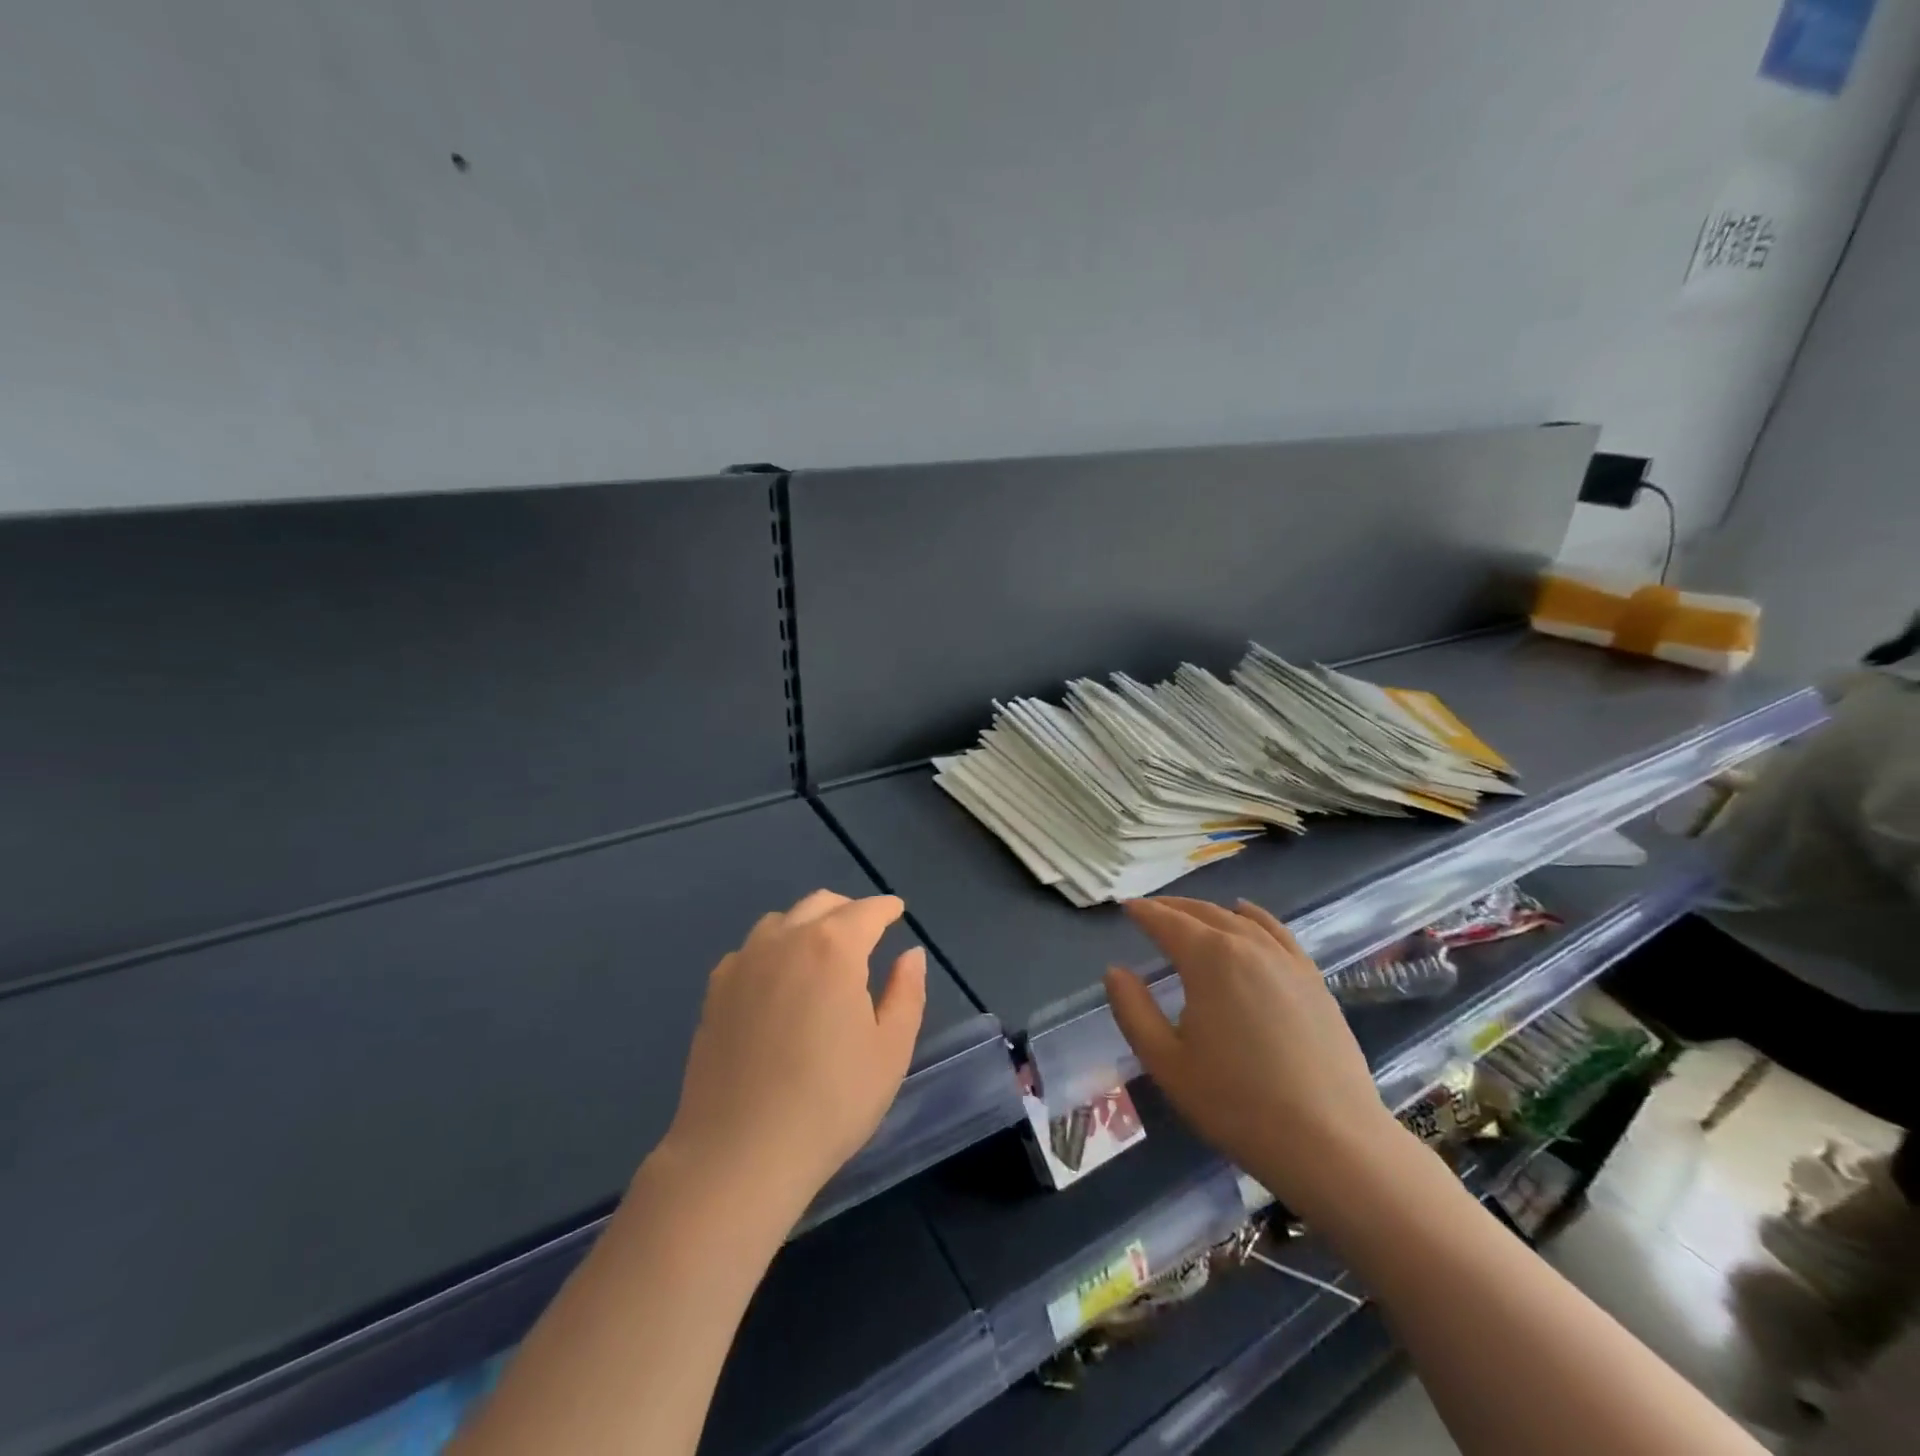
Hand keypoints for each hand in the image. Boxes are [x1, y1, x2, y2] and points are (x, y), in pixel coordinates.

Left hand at [661, 891, 926, 1213]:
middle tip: (866, 932)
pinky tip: (778, 981)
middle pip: (821, 904)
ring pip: (782, 921)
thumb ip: (907, 993)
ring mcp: (743, 963)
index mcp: (834, 948)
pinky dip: (773, 949)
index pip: (867, 911)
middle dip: (849, 910)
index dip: (886, 908)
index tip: (897, 911)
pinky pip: (750, 950)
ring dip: (808, 925)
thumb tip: (910, 955)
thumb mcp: (890, 1051)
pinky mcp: (715, 991)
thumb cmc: (830, 1102)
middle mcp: (785, 940)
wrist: (738, 1153)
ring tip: (821, 954)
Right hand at [1105, 896, 1402, 1215]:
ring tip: (1189, 915)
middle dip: (1172, 908)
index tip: (1125, 907)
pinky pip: (1277, 932)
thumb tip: (1115, 971)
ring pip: (1239, 919)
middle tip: (1149, 911)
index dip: (1143, 912)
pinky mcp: (1313, 980)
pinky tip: (1246, 916)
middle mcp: (1247, 945)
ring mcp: (1286, 960)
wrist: (1332, 1142)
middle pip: (1203, 913)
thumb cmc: (1236, 1103)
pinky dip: (1254, 917)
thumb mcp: (1166, 1063)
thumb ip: (1133, 1010)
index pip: (1167, 922)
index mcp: (1209, 959)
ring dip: (1208, 912)